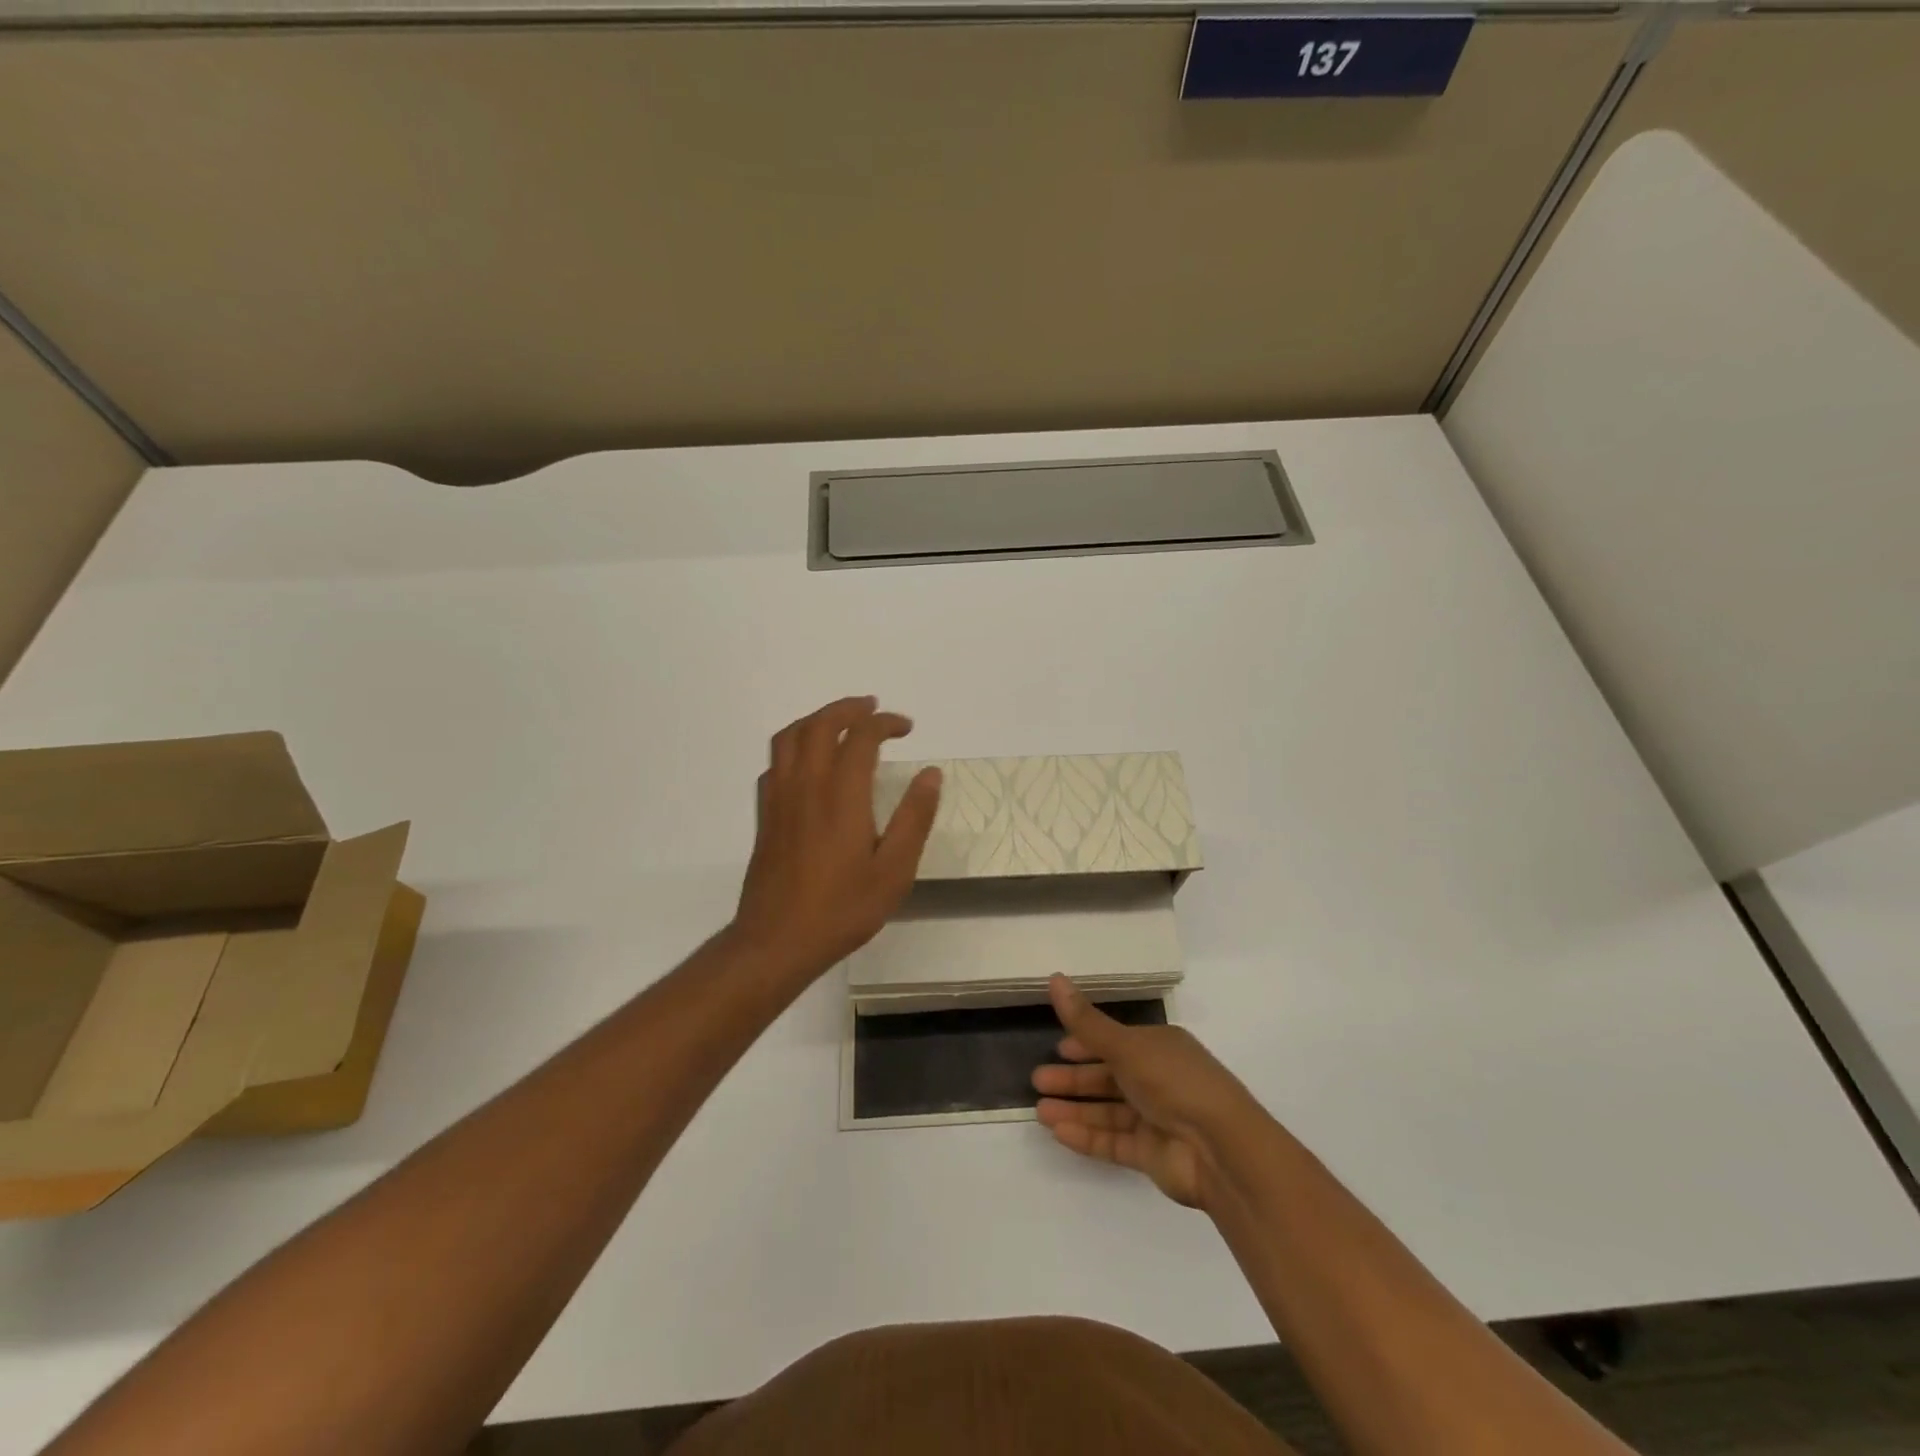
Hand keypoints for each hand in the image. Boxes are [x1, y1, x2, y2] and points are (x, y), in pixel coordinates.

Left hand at [730, 696, 941, 983]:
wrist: (776, 941)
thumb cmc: (842, 908)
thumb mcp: (894, 870)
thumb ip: (914, 818)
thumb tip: (931, 775)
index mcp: (842, 795)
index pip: (861, 737)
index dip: (884, 723)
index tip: (906, 727)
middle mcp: (806, 785)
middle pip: (820, 725)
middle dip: (848, 708)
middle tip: (872, 708)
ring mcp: (779, 799)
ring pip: (790, 737)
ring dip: (816, 719)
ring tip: (839, 723)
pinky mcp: (765, 816)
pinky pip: (774, 763)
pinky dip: (794, 747)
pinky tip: (808, 764)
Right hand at [1033, 975, 1262, 1209]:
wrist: (1221, 1150)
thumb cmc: (1175, 1082)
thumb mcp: (1126, 1046)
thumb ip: (1086, 1022)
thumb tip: (1054, 977)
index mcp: (1159, 1047)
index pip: (1116, 1042)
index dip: (1086, 1044)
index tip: (1057, 1049)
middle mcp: (1158, 1080)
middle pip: (1108, 1077)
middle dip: (1073, 1078)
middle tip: (1038, 1080)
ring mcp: (1156, 1119)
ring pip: (1107, 1111)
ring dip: (1075, 1109)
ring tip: (1039, 1111)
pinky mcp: (1152, 1155)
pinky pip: (1113, 1141)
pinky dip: (1087, 1136)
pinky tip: (1058, 1133)